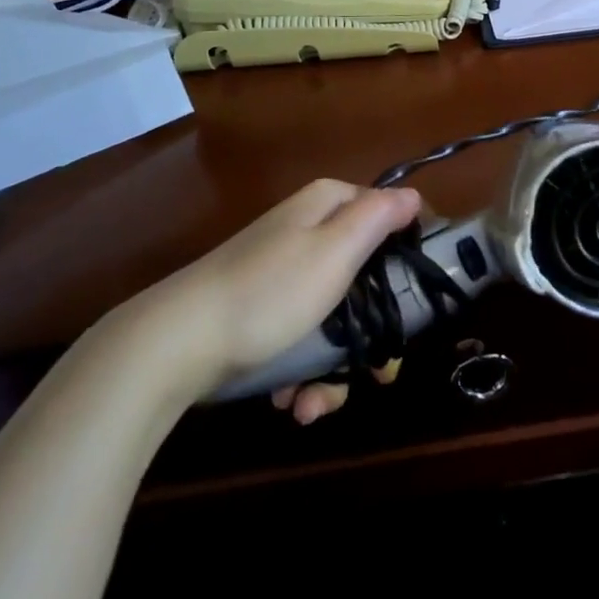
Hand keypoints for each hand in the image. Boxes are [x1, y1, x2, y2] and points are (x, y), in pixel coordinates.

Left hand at [107, 179, 420, 419]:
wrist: (174, 345)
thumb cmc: (268, 293)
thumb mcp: (334, 250)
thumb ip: (378, 217)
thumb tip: (414, 195)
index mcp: (328, 206)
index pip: (390, 216)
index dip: (412, 256)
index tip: (424, 302)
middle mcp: (309, 232)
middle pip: (369, 277)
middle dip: (372, 334)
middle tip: (377, 375)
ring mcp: (285, 273)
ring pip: (339, 315)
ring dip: (334, 368)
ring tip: (314, 403)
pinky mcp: (265, 310)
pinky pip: (305, 335)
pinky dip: (304, 371)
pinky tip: (291, 399)